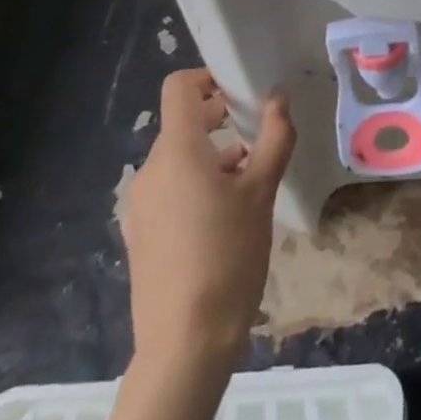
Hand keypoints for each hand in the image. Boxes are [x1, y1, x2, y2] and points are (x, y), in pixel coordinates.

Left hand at [122, 69, 294, 377]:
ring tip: (254, 175)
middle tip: (262, 132)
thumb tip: (279, 96)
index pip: (179, 88)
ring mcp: (141, 203)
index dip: (210, 78)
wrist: (185, 341)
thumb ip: (274, 137)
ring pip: (180, 157)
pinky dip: (200, 181)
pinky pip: (171, 187)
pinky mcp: (142, 230)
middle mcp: (150, 170)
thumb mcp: (262, 193)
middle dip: (222, 118)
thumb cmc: (228, 255)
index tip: (245, 93)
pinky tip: (230, 210)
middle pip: (182, 123)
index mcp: (176, 152)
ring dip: (215, 153)